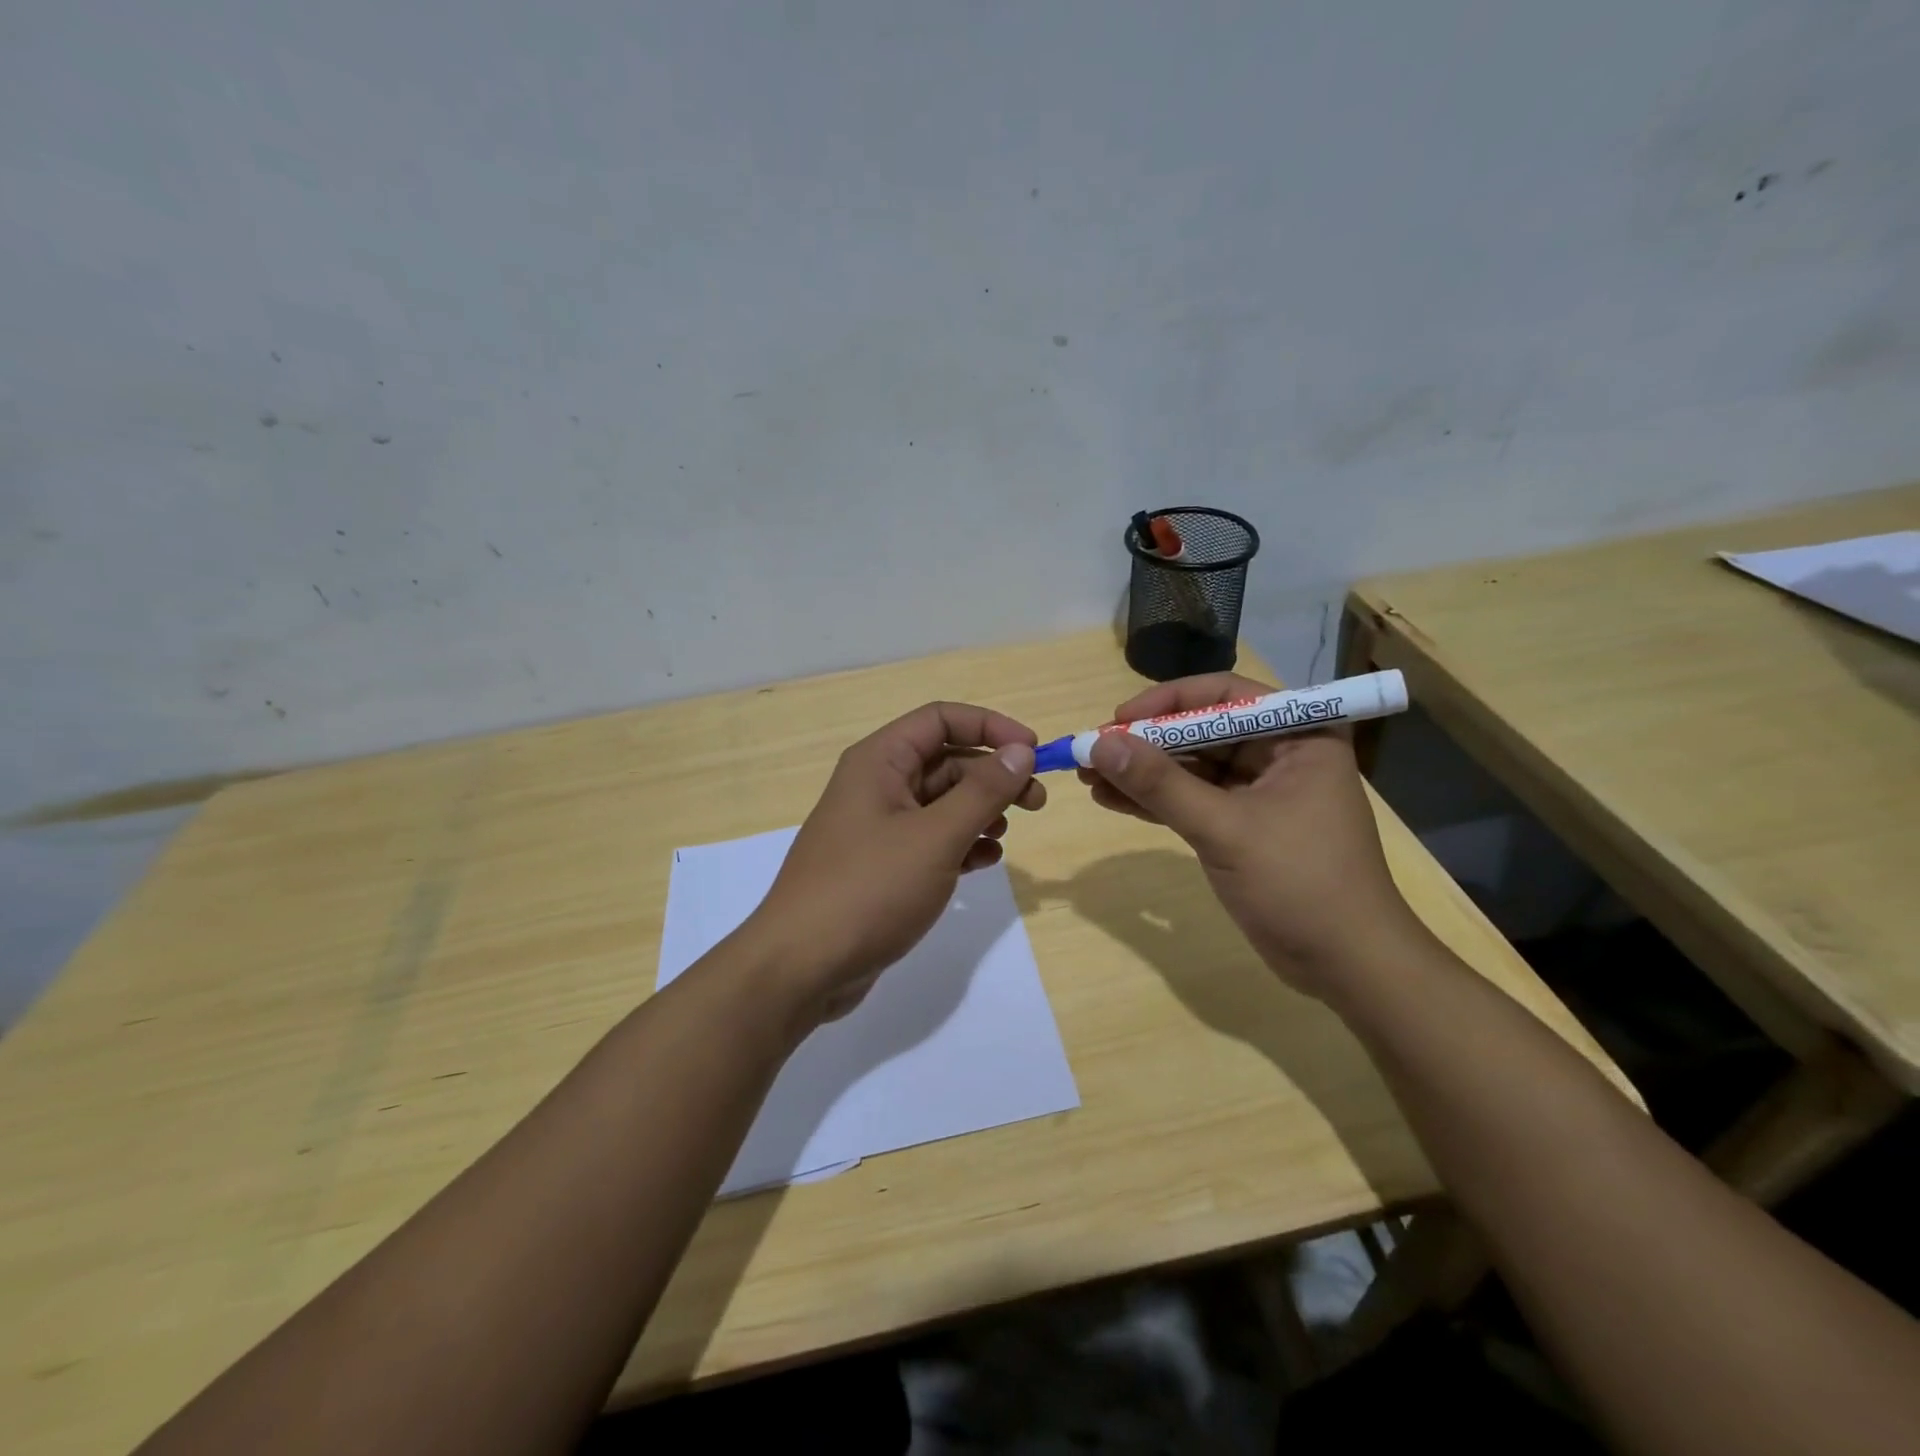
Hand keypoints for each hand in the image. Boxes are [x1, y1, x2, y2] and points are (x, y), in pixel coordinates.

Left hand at [740, 702, 1044, 1022]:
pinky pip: (931, 840)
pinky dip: (961, 844)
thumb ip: (983, 791)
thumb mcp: (935, 837)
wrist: (802, 967)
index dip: (991, 727)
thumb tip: (1021, 750)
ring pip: (941, 803)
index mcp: (879, 761)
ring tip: (1004, 835)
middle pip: (946, 761)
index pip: (941, 719)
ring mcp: (878, 827)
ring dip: (980, 811)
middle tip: (1036, 802)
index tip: (1034, 751)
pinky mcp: (882, 866)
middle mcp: (876, 785)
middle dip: (993, 775)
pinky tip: (984, 862)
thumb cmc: (869, 889)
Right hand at [1079, 673, 1422, 994]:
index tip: (1117, 721)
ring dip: (1143, 774)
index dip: (1166, 702)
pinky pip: (1192, 801)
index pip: (1224, 696)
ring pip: (1191, 769)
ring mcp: (1260, 792)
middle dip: (1145, 744)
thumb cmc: (1301, 884)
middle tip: (1092, 754)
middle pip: (1201, 731)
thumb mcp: (1226, 829)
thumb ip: (1161, 785)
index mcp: (1298, 736)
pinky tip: (1112, 801)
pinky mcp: (1243, 826)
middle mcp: (1280, 754)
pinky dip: (1155, 802)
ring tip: (1089, 779)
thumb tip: (1098, 746)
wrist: (1347, 966)